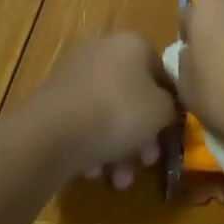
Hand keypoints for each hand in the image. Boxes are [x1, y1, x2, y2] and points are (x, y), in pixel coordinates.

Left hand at [33, 33, 177, 188]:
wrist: (55, 131)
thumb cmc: (119, 112)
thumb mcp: (161, 111)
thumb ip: (170, 107)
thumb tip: (164, 108)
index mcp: (133, 43)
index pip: (160, 72)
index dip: (169, 106)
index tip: (168, 135)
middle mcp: (103, 50)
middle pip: (132, 95)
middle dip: (141, 135)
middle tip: (145, 163)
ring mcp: (75, 73)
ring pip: (107, 112)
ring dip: (118, 148)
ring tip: (119, 180)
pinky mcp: (53, 98)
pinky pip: (83, 120)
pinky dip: (92, 144)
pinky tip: (93, 171)